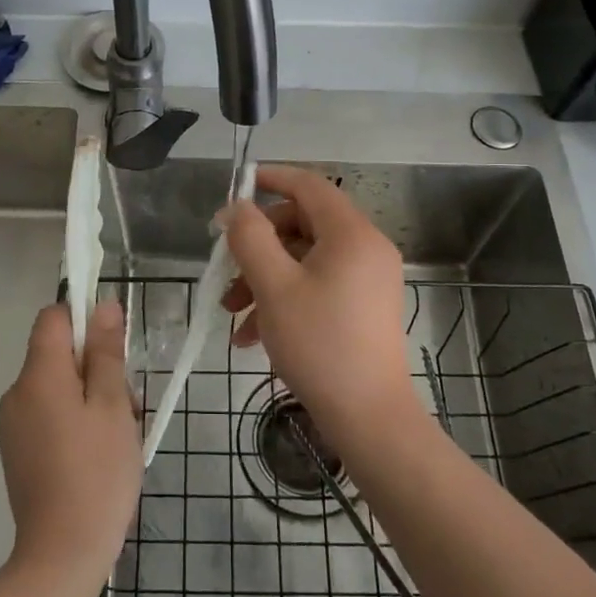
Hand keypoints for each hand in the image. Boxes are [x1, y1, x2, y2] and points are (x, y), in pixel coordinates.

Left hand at [0, 301, 140, 585]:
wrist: (62, 554)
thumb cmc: (96, 472)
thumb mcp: (112, 405)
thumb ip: (105, 352)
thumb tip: (101, 305)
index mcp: (37, 375)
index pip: (52, 317)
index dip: (83, 320)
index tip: (112, 350)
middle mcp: (16, 393)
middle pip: (57, 354)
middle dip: (93, 367)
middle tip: (124, 405)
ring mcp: (13, 425)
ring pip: (56, 386)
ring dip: (87, 396)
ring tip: (114, 435)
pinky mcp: (16, 451)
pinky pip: (47, 414)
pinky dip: (72, 420)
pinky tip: (95, 454)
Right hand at [219, 164, 419, 443]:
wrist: (369, 417)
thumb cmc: (319, 344)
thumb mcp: (273, 286)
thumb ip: (250, 238)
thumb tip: (236, 208)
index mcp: (351, 234)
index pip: (308, 185)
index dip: (271, 179)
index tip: (236, 188)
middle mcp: (366, 248)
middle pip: (302, 224)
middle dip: (258, 246)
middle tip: (226, 270)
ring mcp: (368, 278)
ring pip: (305, 259)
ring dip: (264, 278)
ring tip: (232, 313)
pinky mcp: (363, 306)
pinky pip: (318, 285)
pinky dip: (285, 298)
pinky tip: (252, 335)